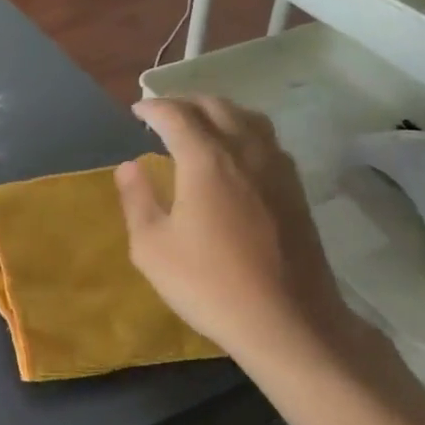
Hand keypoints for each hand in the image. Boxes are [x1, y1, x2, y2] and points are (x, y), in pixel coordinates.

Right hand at [115, 96, 354, 367]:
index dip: (152, 108)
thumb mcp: (152, 248)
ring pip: (247, 117)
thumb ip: (137, 199)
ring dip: (217, 111)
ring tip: (198, 125)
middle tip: (162, 115)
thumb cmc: (210, 284)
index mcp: (206, 160)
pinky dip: (243, 130)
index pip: (176, 115)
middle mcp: (244, 151)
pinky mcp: (295, 189)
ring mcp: (276, 168)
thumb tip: (129, 166)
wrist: (289, 322)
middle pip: (215, 106)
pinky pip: (266, 139)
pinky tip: (234, 154)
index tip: (136, 112)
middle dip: (184, 102)